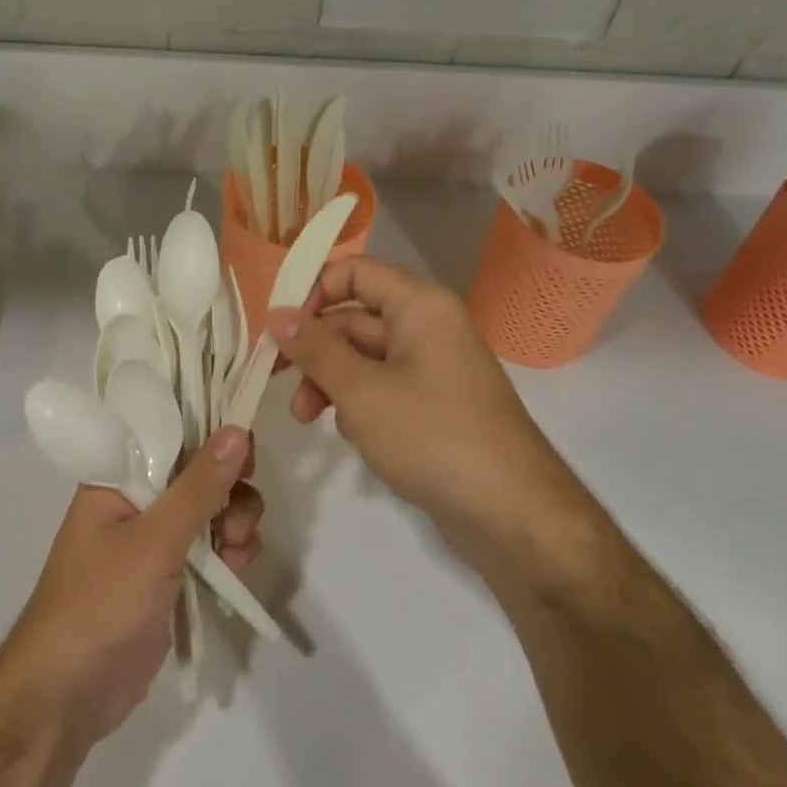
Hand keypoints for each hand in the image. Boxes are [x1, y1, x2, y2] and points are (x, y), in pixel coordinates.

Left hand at [0, 428, 262, 744]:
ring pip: (210, 509)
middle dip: (229, 488)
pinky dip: (229, 551)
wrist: (68, 695)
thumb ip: (198, 486)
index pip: (171, 433)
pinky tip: (236, 568)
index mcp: (117, 477)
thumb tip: (237, 430)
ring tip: (235, 550)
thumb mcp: (153, 540)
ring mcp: (153, 539)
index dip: (211, 435)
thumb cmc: (100, 602)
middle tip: (239, 513)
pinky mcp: (169, 575)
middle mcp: (136, 499)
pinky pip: (209, 546)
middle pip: (198, 471)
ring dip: (234, 521)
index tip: (245, 452)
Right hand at [267, 257, 596, 568]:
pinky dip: (356, 404)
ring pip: (363, 357)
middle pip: (354, 317)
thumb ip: (315, 349)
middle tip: (273, 378)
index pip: (355, 272)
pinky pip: (382, 388)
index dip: (313, 291)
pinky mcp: (433, 407)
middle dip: (313, 348)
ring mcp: (432, 369)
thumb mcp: (362, 391)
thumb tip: (276, 314)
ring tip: (304, 418)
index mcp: (420, 306)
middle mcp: (428, 327)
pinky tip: (347, 435)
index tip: (276, 327)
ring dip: (329, 380)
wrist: (512, 514)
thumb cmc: (433, 436)